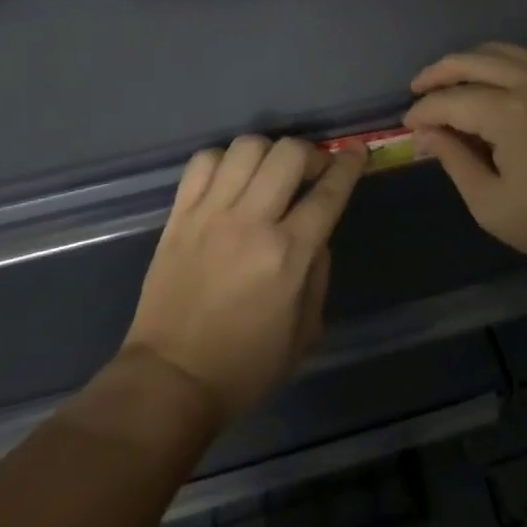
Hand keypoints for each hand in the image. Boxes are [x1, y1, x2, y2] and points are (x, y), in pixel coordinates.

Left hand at [123, 136, 364, 421]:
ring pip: (246, 147)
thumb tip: (317, 234)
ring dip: (268, 152)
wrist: (171, 379)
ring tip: (269, 172)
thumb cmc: (245, 366)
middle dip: (310, 153)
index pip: (327, 193)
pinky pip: (203, 160)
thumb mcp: (304, 334)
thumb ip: (318, 275)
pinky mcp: (180, 213)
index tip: (356, 153)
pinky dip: (222, 160)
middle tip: (312, 170)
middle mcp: (251, 222)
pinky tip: (230, 178)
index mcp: (287, 255)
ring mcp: (211, 212)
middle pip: (288, 154)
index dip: (347, 166)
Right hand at [405, 43, 526, 282]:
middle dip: (438, 73)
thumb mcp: (493, 206)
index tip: (407, 126)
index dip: (423, 112)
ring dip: (470, 60)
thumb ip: (455, 162)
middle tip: (417, 89)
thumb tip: (427, 134)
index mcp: (506, 112)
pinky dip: (508, 57)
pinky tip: (500, 73)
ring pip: (501, 51)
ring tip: (451, 78)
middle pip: (470, 61)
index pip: (449, 101)